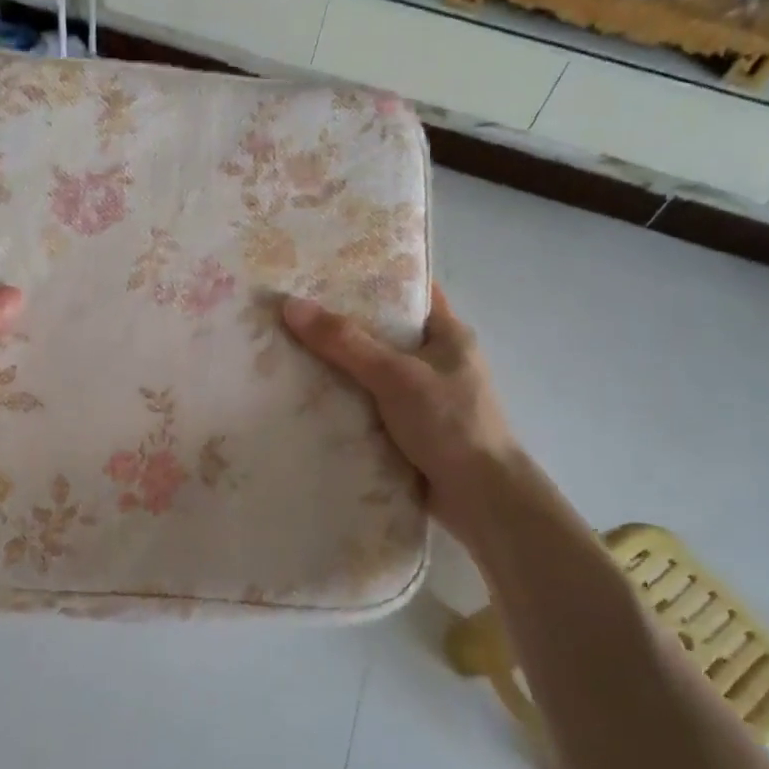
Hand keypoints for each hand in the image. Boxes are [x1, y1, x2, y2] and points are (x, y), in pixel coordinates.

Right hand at [283, 285, 515, 503]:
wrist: (481, 499)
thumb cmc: (449, 424)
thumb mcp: (395, 375)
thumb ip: (345, 342)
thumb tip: (291, 305)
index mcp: (448, 334)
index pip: (409, 290)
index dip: (372, 276)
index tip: (326, 268)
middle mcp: (437, 360)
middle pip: (383, 331)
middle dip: (342, 323)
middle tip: (293, 309)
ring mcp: (423, 396)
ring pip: (372, 370)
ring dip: (338, 366)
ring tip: (287, 347)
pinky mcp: (409, 428)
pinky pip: (369, 404)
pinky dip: (343, 400)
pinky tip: (306, 396)